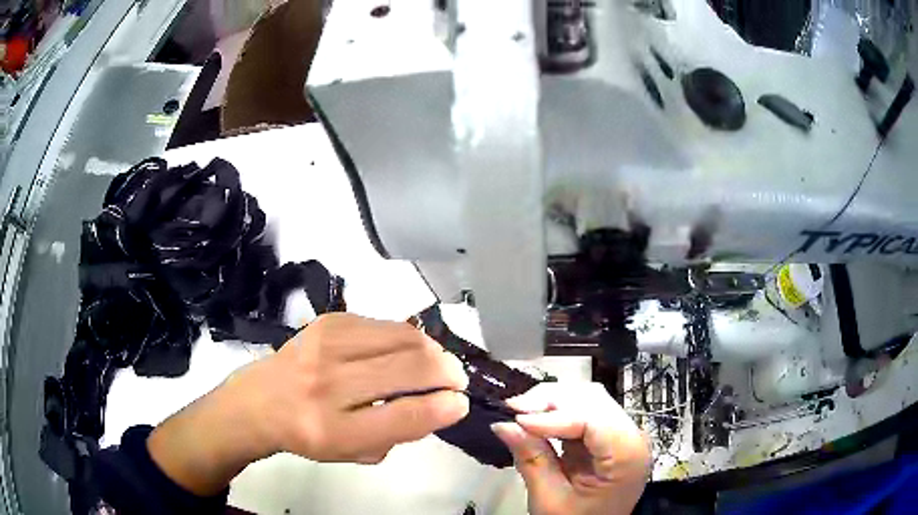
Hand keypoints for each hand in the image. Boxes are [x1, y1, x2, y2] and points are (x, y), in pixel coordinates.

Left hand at [148, 313, 468, 494]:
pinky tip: (406, 350)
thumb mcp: (353, 452)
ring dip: (433, 351)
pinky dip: (407, 338)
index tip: (461, 403)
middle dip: (448, 373)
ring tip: (437, 363)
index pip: (404, 416)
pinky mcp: (328, 320)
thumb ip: (397, 433)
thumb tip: (440, 404)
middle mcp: (327, 385)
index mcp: (333, 430)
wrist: (261, 399)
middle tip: (457, 380)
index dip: (444, 408)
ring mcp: (326, 345)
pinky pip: (385, 324)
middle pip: (409, 370)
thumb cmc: (310, 434)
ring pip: (404, 339)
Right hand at [491, 382, 649, 514]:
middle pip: (593, 400)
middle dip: (551, 400)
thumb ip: (531, 460)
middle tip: (513, 409)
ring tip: (521, 412)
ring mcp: (622, 434)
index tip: (516, 418)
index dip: (553, 414)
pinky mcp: (609, 436)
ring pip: (589, 399)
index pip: (593, 419)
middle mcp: (632, 437)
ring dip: (553, 401)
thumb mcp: (550, 500)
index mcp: (627, 457)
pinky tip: (537, 418)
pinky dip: (558, 411)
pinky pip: (584, 411)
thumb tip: (503, 425)